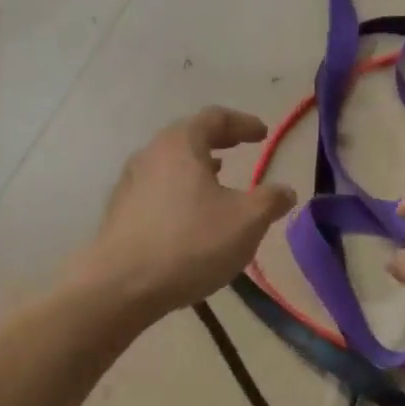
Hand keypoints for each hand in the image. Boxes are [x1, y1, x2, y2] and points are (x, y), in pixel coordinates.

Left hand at [77, 107, 297, 319]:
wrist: (120, 287)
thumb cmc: (190, 243)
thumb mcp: (246, 222)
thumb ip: (270, 201)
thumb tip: (285, 191)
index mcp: (180, 144)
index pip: (215, 118)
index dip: (243, 123)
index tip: (263, 134)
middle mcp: (150, 154)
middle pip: (187, 137)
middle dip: (217, 141)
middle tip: (239, 148)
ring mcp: (129, 183)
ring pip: (169, 164)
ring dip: (196, 167)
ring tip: (217, 180)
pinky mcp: (119, 213)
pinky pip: (157, 190)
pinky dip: (179, 191)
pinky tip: (189, 215)